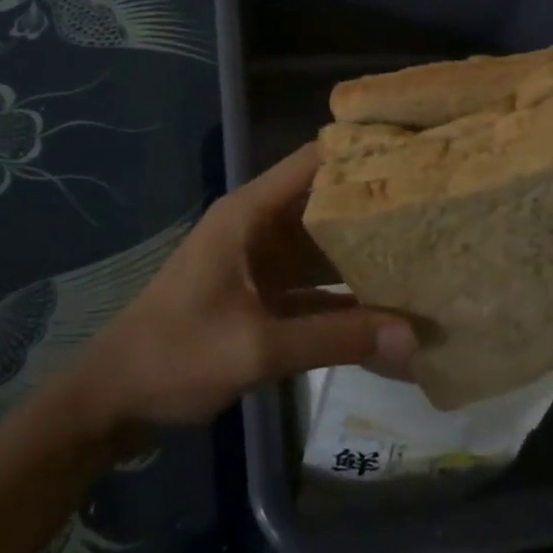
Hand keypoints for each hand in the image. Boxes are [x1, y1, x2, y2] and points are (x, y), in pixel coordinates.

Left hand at [59, 144, 417, 428]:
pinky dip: (345, 297)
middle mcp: (260, 227)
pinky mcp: (262, 296)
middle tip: (437, 212)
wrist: (114, 399)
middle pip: (326, 203)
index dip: (361, 153)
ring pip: (323, 247)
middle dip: (376, 208)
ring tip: (426, 256)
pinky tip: (389, 312)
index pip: (314, 161)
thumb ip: (335, 339)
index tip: (416, 156)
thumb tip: (413, 336)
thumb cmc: (176, 355)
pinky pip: (314, 287)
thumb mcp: (257, 347)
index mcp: (251, 213)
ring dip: (364, 255)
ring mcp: (262, 263)